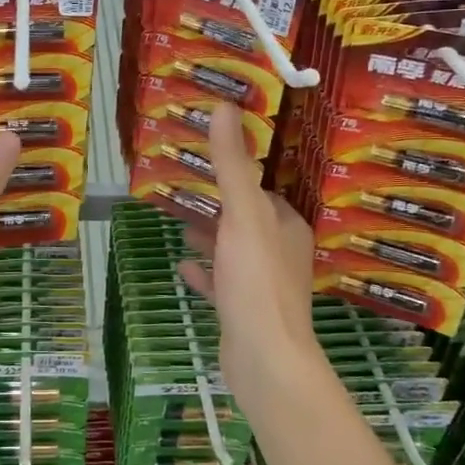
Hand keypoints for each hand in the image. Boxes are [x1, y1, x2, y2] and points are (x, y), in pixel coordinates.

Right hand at [178, 102, 318, 403]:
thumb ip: (232, 163)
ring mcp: (264, 285)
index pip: (261, 190)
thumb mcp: (242, 213)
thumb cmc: (256, 279)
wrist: (264, 359)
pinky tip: (182, 266)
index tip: (205, 158)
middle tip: (182, 187)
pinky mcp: (246, 312)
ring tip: (178, 221)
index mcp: (287, 225)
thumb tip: (225, 106)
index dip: (236, 173)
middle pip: (246, 219)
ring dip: (210, 236)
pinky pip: (222, 283)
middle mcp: (281, 252)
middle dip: (218, 204)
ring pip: (233, 250)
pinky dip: (205, 272)